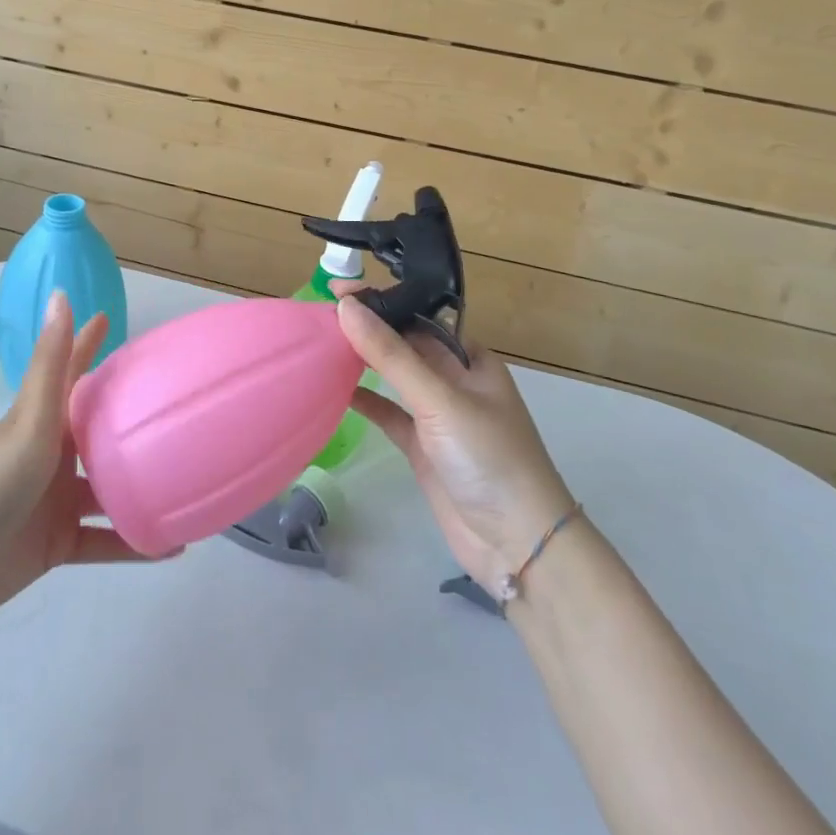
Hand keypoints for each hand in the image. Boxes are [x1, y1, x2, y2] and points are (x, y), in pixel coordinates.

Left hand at [0, 292, 164, 631]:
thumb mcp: (27, 421)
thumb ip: (50, 363)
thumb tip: (60, 293)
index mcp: (42, 421)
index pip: (73, 372)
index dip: (88, 344)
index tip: (110, 317)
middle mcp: (53, 455)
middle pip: (99, 430)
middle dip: (131, 418)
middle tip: (177, 406)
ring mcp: (55, 500)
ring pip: (109, 488)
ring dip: (141, 486)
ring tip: (188, 479)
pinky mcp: (57, 543)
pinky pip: (105, 541)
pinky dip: (134, 545)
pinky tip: (171, 545)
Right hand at [333, 282, 574, 590]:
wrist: (517, 544)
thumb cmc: (488, 457)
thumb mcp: (439, 399)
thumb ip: (391, 354)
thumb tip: (347, 306)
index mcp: (469, 358)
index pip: (418, 317)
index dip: (380, 302)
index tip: (336, 290)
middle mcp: (454, 380)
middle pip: (403, 344)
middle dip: (366, 328)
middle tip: (318, 314)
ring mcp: (437, 415)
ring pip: (393, 377)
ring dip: (361, 361)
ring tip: (319, 342)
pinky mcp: (422, 447)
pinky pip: (388, 413)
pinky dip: (365, 400)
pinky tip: (334, 388)